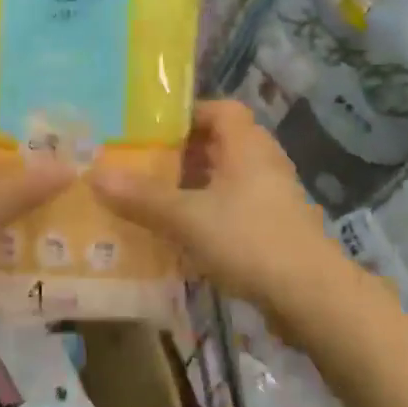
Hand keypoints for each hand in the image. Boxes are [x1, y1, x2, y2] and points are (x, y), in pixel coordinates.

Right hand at [89, 100, 339, 315]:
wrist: (312, 297)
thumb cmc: (250, 240)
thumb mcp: (187, 217)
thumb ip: (142, 197)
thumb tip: (95, 174)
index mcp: (247, 144)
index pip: (219, 109)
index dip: (187, 114)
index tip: (152, 131)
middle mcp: (263, 162)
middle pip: (220, 143)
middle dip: (182, 154)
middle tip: (144, 166)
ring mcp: (272, 196)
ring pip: (226, 179)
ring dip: (194, 186)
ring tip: (155, 200)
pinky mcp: (275, 227)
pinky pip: (234, 208)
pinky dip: (209, 214)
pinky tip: (183, 236)